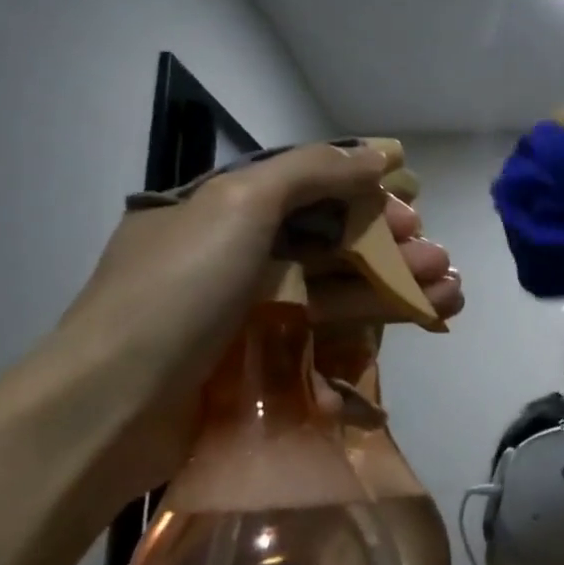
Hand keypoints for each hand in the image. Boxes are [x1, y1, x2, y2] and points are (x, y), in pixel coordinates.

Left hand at [40, 142, 462, 509]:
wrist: (112, 410)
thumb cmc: (177, 292)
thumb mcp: (239, 205)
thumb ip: (312, 172)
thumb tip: (380, 154)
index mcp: (223, 208)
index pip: (310, 190)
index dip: (367, 197)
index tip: (413, 212)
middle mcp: (238, 253)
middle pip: (333, 241)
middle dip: (393, 248)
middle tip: (440, 261)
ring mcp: (250, 310)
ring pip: (339, 287)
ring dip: (397, 287)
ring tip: (451, 295)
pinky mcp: (263, 359)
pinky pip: (328, 332)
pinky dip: (375, 326)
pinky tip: (418, 324)